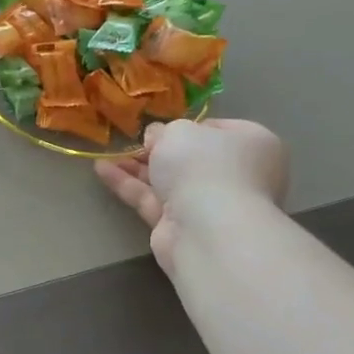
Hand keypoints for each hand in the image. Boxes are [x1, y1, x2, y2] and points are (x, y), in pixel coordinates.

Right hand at [95, 119, 288, 272]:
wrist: (206, 227)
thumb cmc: (203, 166)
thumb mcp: (179, 132)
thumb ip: (164, 131)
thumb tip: (157, 137)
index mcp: (252, 144)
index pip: (218, 130)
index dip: (188, 126)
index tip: (161, 127)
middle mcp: (236, 175)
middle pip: (191, 158)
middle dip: (158, 151)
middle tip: (132, 142)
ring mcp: (209, 204)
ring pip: (168, 181)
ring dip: (138, 168)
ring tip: (107, 155)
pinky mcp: (181, 226)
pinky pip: (152, 200)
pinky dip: (129, 185)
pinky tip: (101, 170)